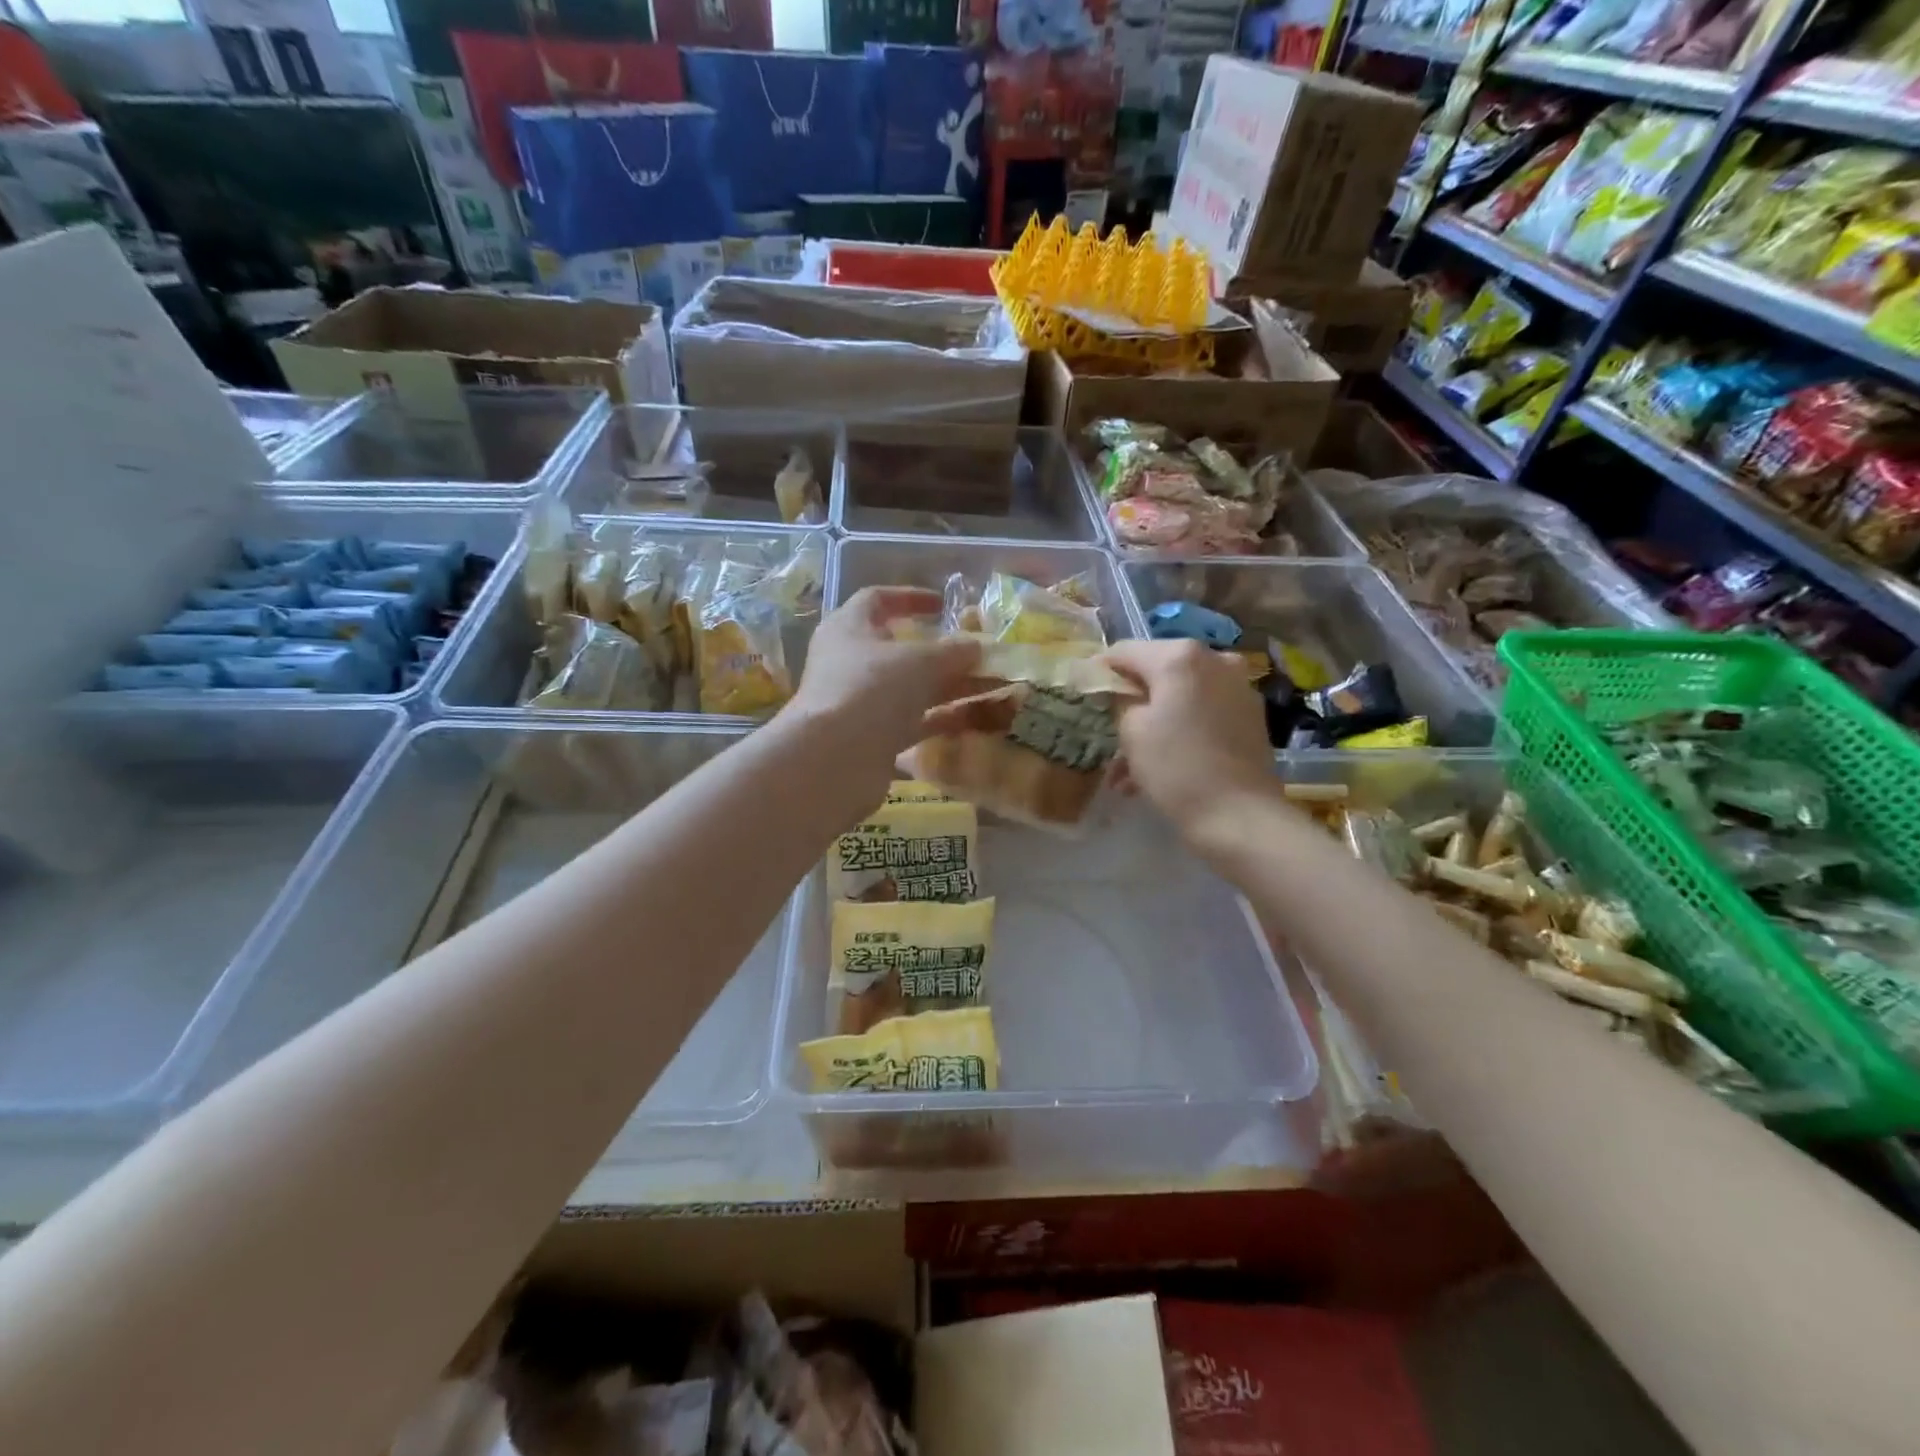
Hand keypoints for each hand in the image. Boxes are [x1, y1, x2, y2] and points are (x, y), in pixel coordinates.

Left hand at [786, 587, 981, 802]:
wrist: (834, 760)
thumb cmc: (871, 689)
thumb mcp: (920, 661)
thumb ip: (953, 651)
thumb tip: (976, 646)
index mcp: (849, 628)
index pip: (877, 600)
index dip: (910, 597)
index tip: (944, 605)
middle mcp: (850, 662)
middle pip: (900, 650)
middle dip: (944, 653)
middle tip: (981, 654)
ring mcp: (860, 703)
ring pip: (912, 689)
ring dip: (951, 687)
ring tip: (994, 686)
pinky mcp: (873, 738)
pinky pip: (914, 721)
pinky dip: (942, 718)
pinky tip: (976, 719)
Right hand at [1103, 639, 1277, 839]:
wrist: (1239, 816)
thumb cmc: (1176, 768)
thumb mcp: (1131, 731)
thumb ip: (1120, 700)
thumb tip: (1119, 690)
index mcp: (1180, 656)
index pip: (1125, 651)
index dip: (1101, 672)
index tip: (1085, 695)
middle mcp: (1214, 660)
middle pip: (1157, 672)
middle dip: (1131, 702)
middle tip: (1109, 734)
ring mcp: (1237, 687)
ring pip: (1181, 697)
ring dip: (1153, 723)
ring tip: (1128, 768)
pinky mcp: (1250, 716)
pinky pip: (1202, 713)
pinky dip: (1179, 731)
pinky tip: (1159, 767)